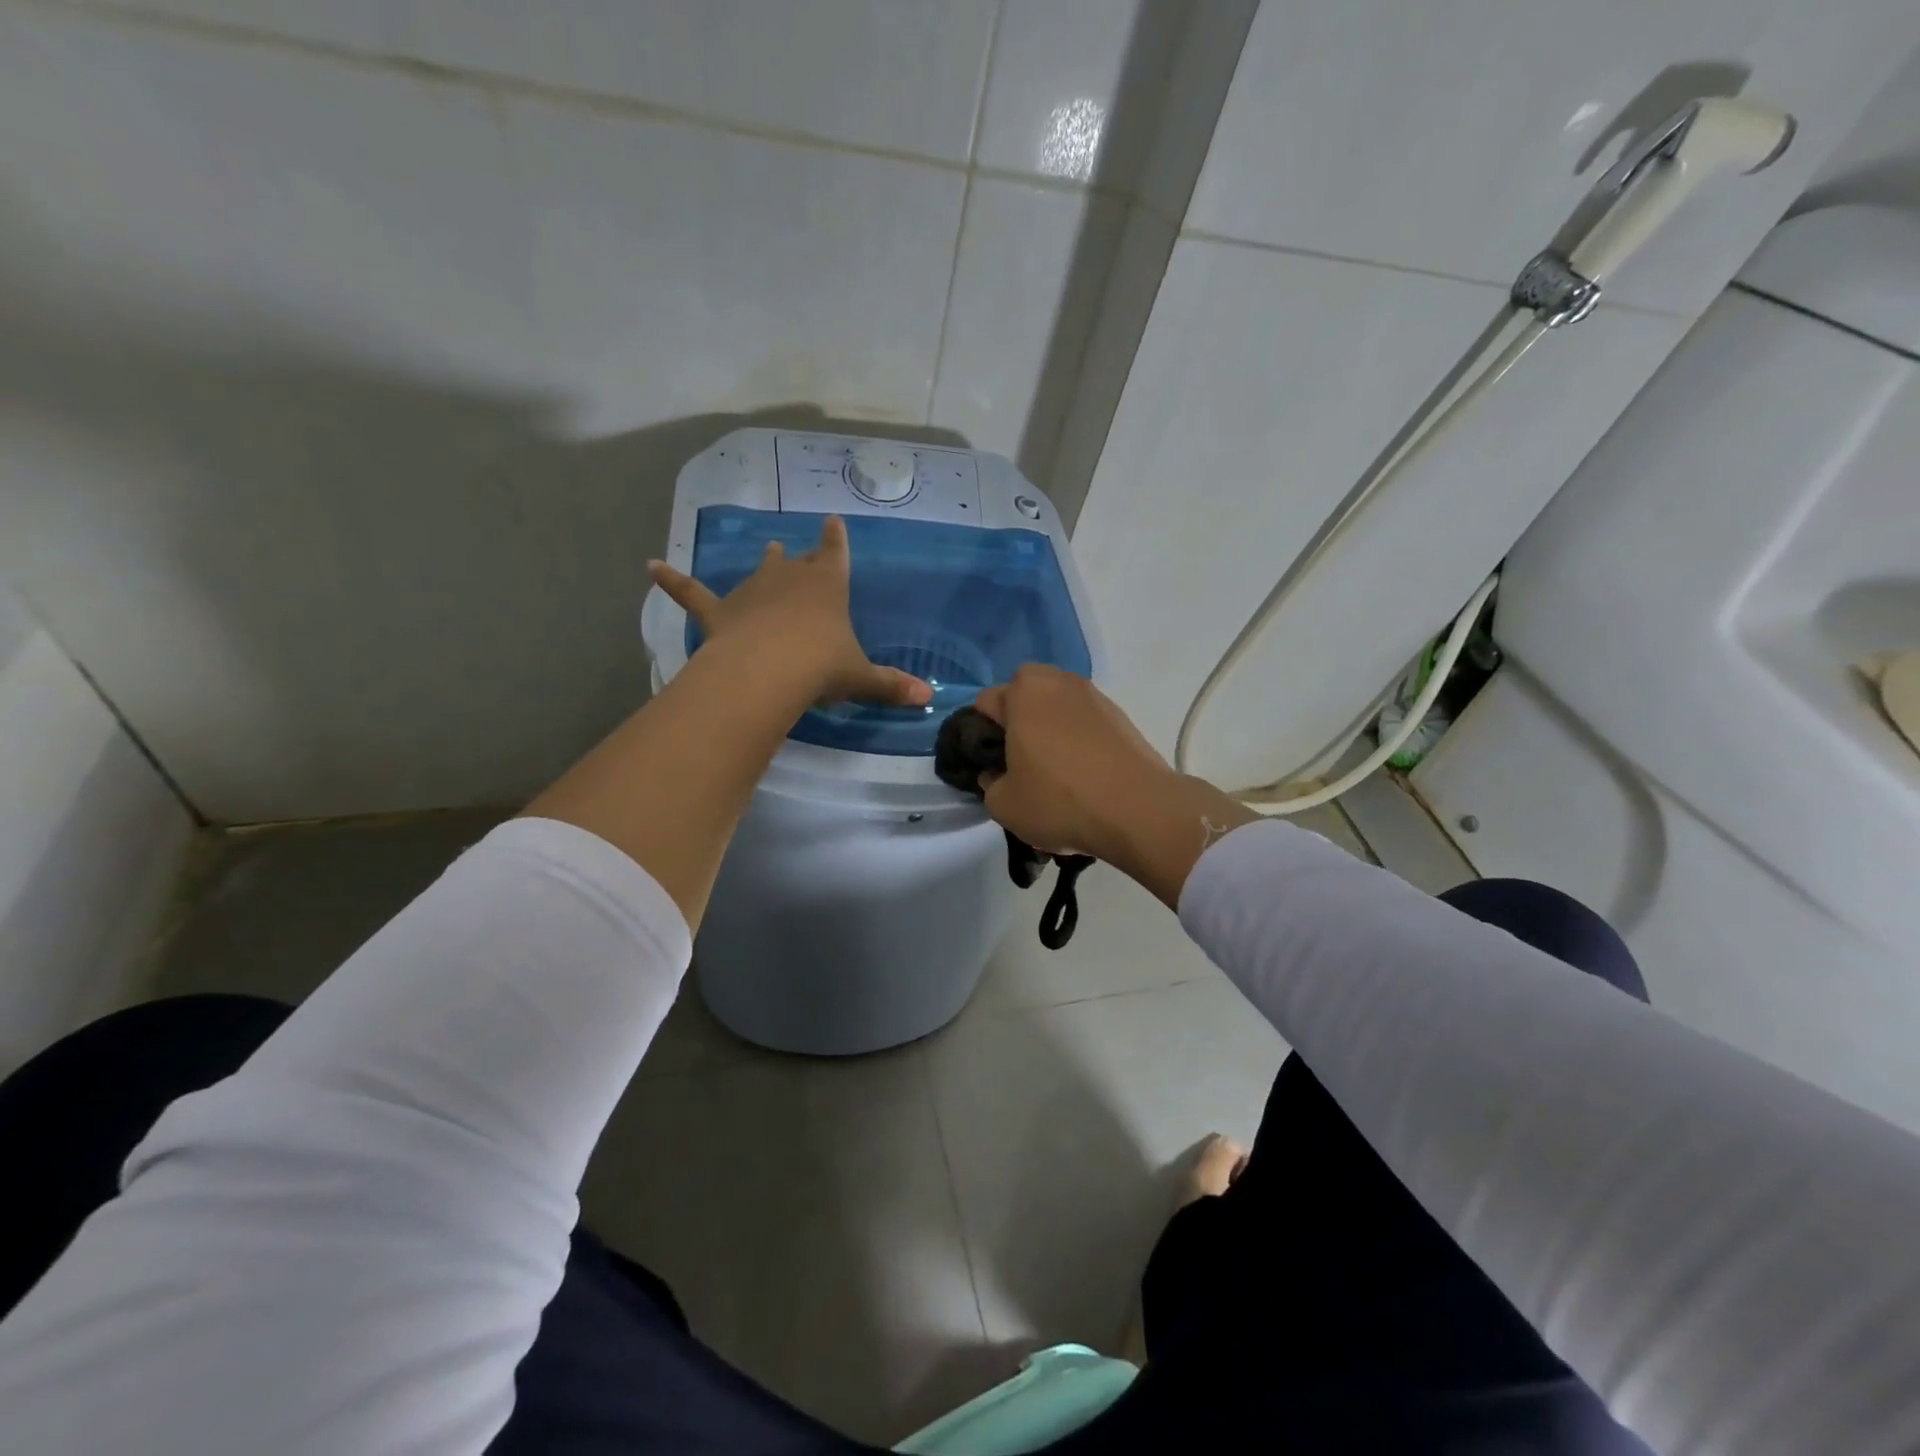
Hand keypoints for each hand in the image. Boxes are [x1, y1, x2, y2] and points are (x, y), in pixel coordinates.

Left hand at [649, 517, 930, 708]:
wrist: (768, 670)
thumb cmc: (821, 666)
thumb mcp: (861, 677)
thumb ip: (891, 685)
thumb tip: (930, 699)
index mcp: (828, 585)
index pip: (835, 552)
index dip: (836, 538)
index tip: (834, 520)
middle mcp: (789, 578)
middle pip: (798, 561)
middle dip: (803, 557)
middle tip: (801, 551)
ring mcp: (751, 591)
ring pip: (759, 570)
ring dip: (764, 563)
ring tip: (767, 548)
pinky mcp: (718, 612)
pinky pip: (691, 593)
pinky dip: (671, 581)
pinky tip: (651, 568)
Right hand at [972, 665, 1176, 858]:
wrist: (1138, 811)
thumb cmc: (1059, 801)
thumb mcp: (1003, 805)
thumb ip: (988, 783)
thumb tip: (997, 774)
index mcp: (1023, 692)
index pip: (986, 703)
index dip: (982, 735)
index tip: (993, 765)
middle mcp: (1058, 681)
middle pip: (1024, 695)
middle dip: (1018, 721)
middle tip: (1021, 762)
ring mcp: (1094, 695)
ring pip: (1056, 706)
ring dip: (1050, 727)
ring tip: (1056, 770)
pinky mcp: (1121, 715)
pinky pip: (1084, 720)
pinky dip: (1078, 737)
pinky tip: (1085, 772)